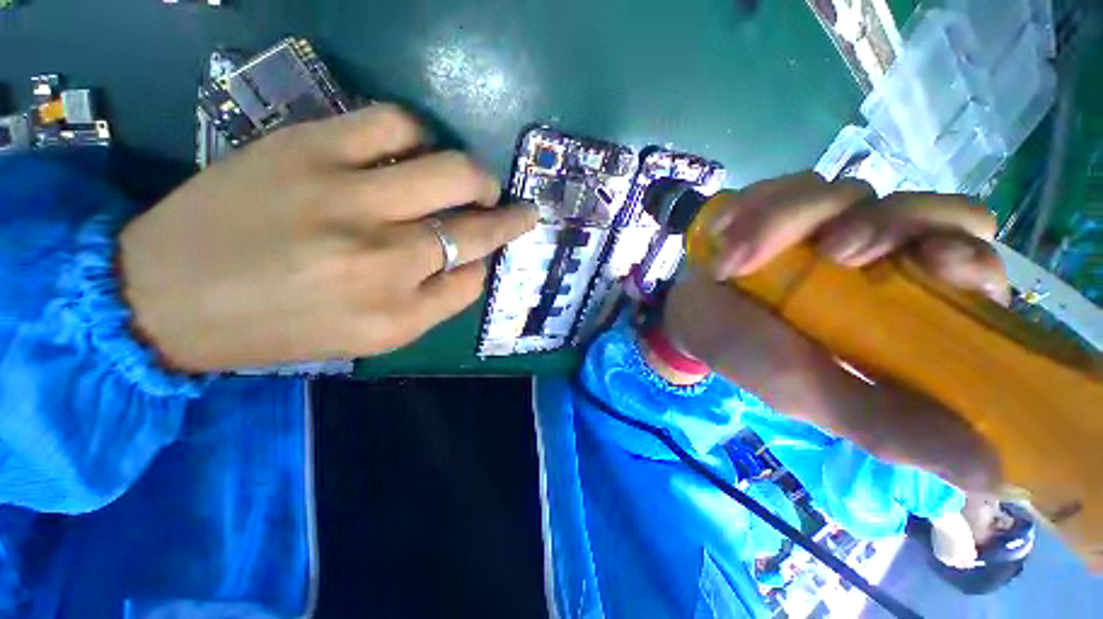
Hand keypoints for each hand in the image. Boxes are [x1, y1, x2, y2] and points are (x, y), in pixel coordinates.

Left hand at [120, 105, 535, 371]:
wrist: (168, 294)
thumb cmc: (279, 328)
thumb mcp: (373, 337)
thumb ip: (436, 302)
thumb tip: (472, 263)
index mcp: (395, 313)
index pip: (474, 277)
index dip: (490, 259)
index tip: (492, 248)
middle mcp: (383, 257)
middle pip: (477, 225)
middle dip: (509, 217)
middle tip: (512, 208)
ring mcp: (346, 195)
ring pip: (452, 170)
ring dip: (476, 177)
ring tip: (471, 182)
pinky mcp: (308, 146)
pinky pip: (394, 124)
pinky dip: (421, 134)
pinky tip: (417, 149)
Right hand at [662, 172, 1005, 491]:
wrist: (688, 316)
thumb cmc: (744, 355)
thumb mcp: (808, 394)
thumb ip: (886, 424)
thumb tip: (991, 471)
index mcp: (897, 313)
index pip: (971, 267)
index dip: (966, 254)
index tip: (931, 261)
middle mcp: (876, 262)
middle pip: (928, 211)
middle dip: (885, 222)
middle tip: (831, 250)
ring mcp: (829, 226)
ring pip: (848, 191)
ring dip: (789, 219)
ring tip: (732, 260)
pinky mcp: (787, 207)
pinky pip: (791, 185)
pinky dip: (757, 208)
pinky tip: (725, 237)